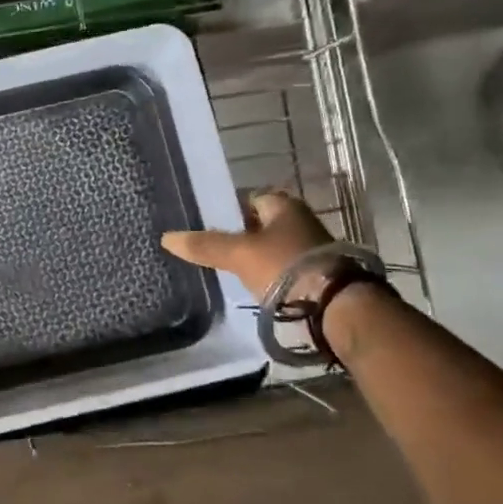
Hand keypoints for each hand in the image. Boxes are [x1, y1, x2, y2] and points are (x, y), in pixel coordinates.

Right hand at [161, 191, 334, 297]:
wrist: (336, 305)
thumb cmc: (285, 266)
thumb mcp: (238, 254)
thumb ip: (205, 245)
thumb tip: (166, 237)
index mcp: (283, 205)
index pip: (248, 199)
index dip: (227, 210)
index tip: (208, 225)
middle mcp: (301, 220)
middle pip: (261, 224)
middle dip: (241, 235)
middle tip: (216, 250)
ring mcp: (313, 247)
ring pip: (274, 247)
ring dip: (257, 257)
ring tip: (232, 271)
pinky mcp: (319, 274)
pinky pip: (286, 268)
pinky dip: (271, 274)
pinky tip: (257, 287)